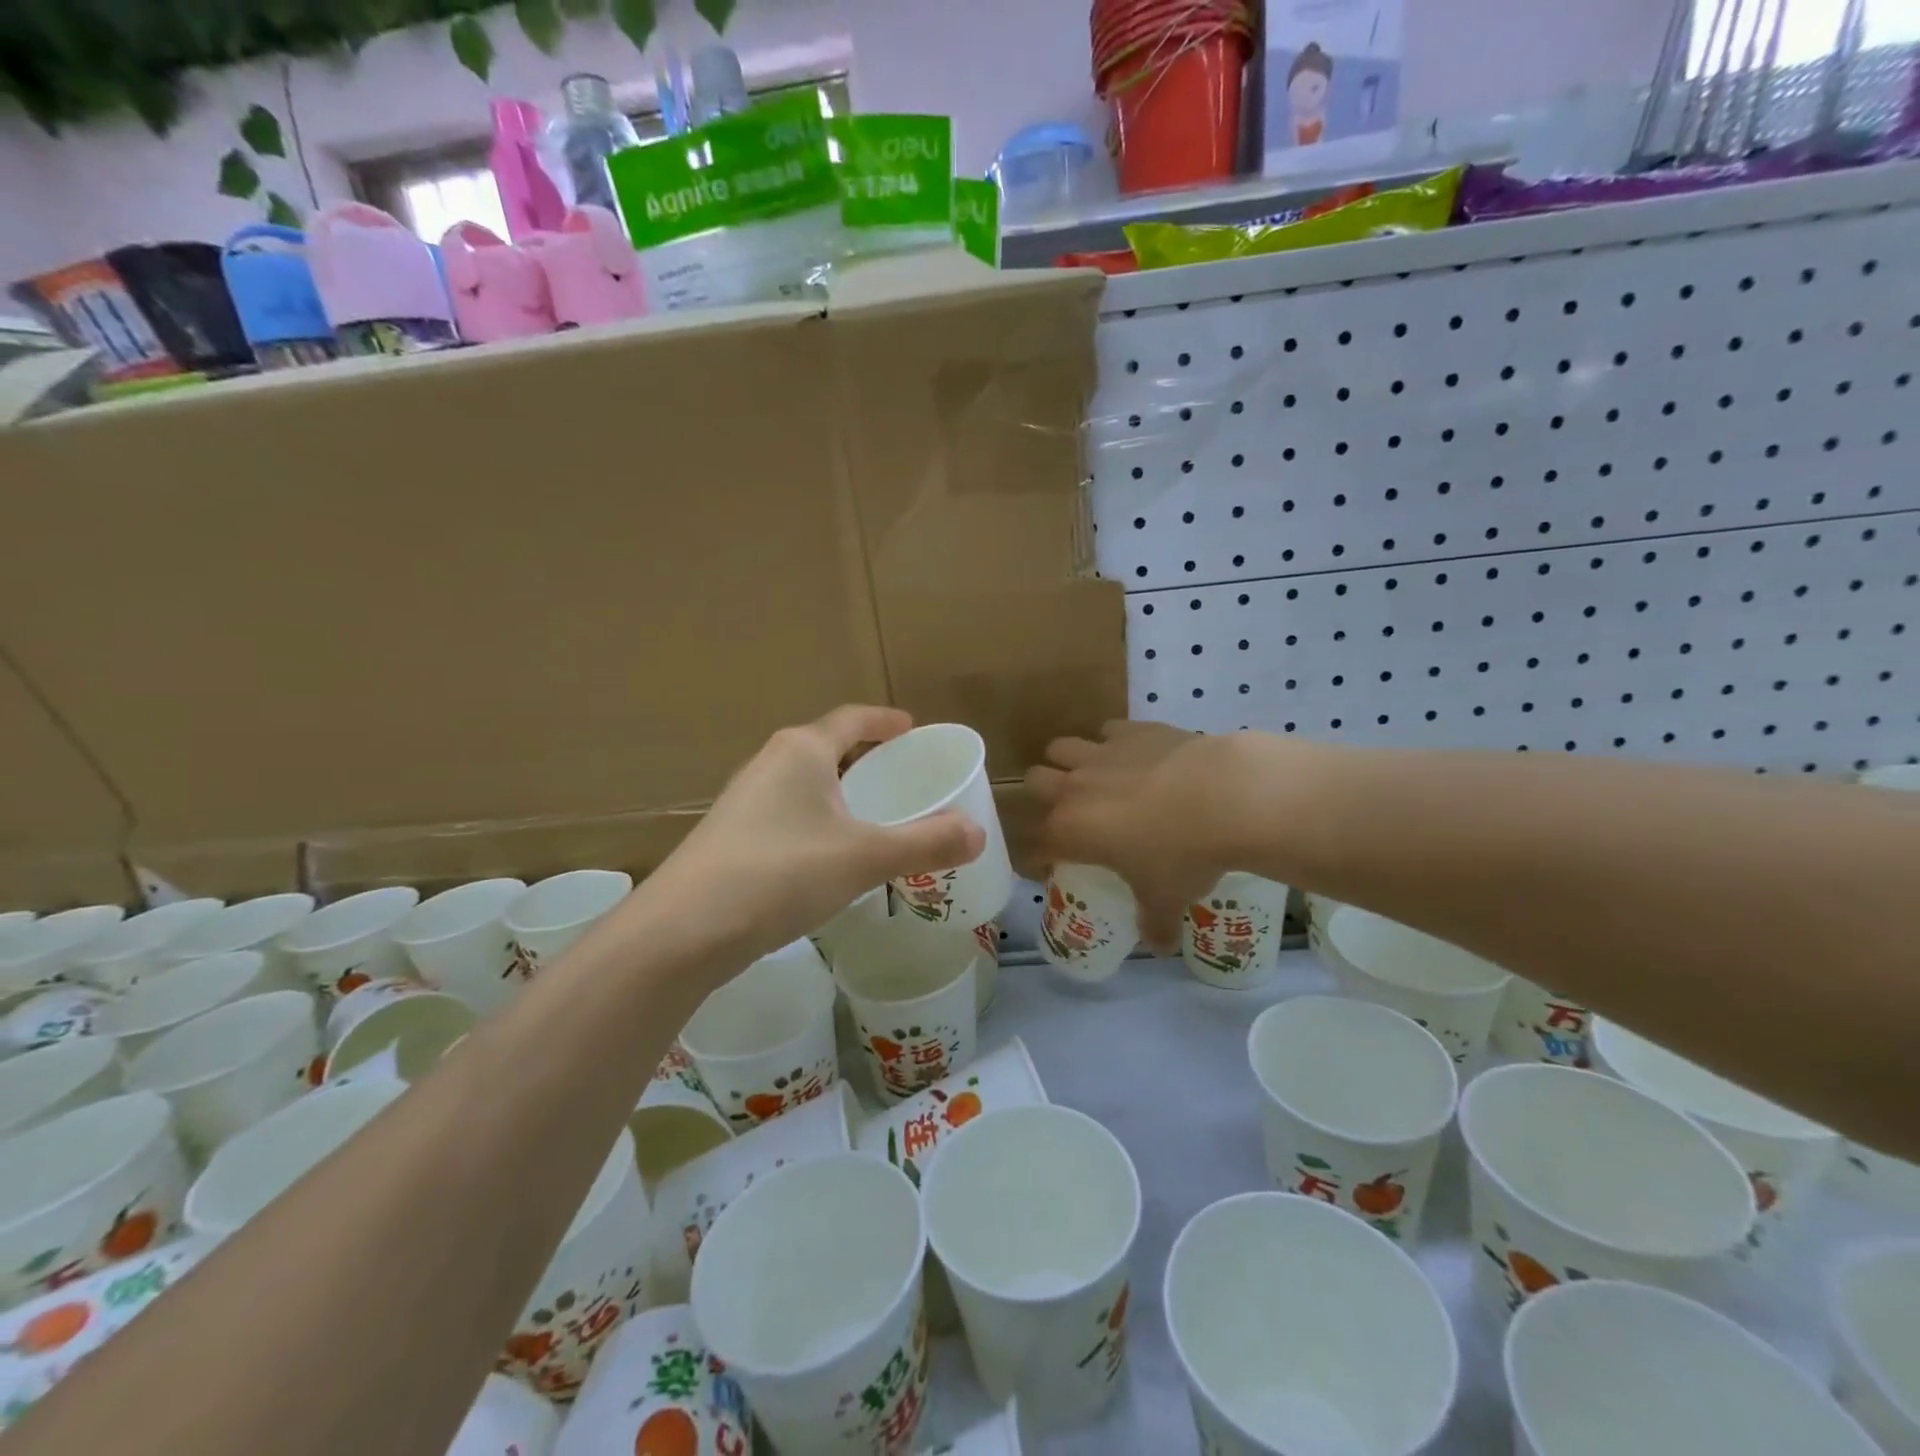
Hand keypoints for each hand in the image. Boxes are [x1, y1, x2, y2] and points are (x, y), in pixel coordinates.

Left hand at [646, 706, 985, 966]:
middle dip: (865, 758)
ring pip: (805, 784)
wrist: (682, 931)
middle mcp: (770, 764)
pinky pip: (788, 814)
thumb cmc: (780, 874)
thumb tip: (978, 833)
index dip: (886, 721)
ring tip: (873, 817)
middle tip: (903, 777)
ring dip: (840, 792)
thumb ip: (926, 843)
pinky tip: (830, 857)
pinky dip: (819, 821)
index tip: (912, 728)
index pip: (853, 718)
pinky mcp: (731, 837)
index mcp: (802, 750)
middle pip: (827, 748)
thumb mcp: (864, 858)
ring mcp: (744, 801)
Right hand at [1027, 721, 1242, 947]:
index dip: (1038, 858)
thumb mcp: (1166, 899)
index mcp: (1070, 830)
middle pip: (1034, 781)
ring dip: (1069, 762)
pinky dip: (1114, 743)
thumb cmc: (1183, 855)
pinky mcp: (1132, 730)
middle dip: (1044, 796)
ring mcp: (1101, 753)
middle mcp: (1074, 787)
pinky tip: (1135, 756)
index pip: (1035, 845)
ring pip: (1060, 747)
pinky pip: (1107, 730)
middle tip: (1072, 814)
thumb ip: (1154, 923)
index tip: (1051, 866)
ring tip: (1095, 778)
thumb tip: (1158, 946)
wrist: (1225, 797)